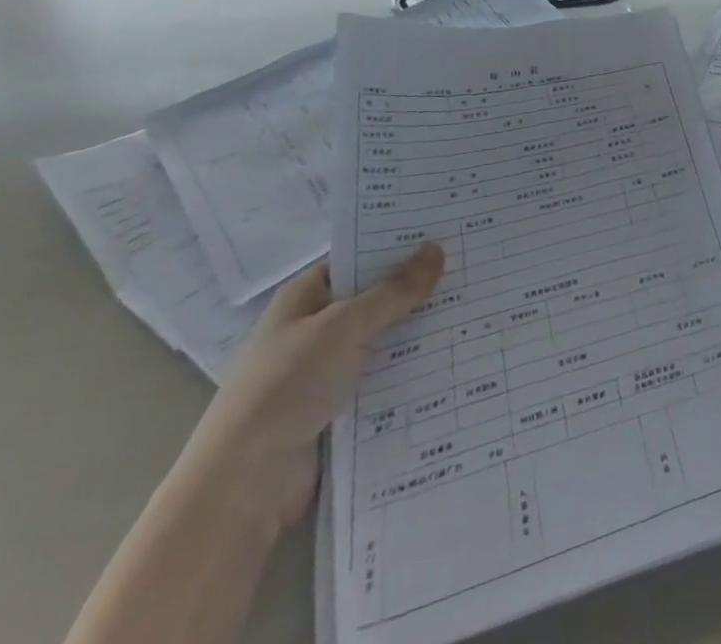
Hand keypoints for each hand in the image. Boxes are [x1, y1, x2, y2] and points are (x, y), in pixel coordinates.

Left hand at [178, 243, 445, 537]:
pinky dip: (413, 372)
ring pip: (385, 341)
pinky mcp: (341, 410)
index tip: (447, 233)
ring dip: (421, 333)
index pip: (359, 257)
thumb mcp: (343, 327)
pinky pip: (386, 380)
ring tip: (477, 310)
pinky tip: (455, 359)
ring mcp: (327, 371)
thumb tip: (436, 249)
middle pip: (377, 299)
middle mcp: (316, 329)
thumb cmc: (286, 387)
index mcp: (305, 297)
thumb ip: (394, 291)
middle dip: (419, 290)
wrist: (243, 487)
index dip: (399, 245)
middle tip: (474, 268)